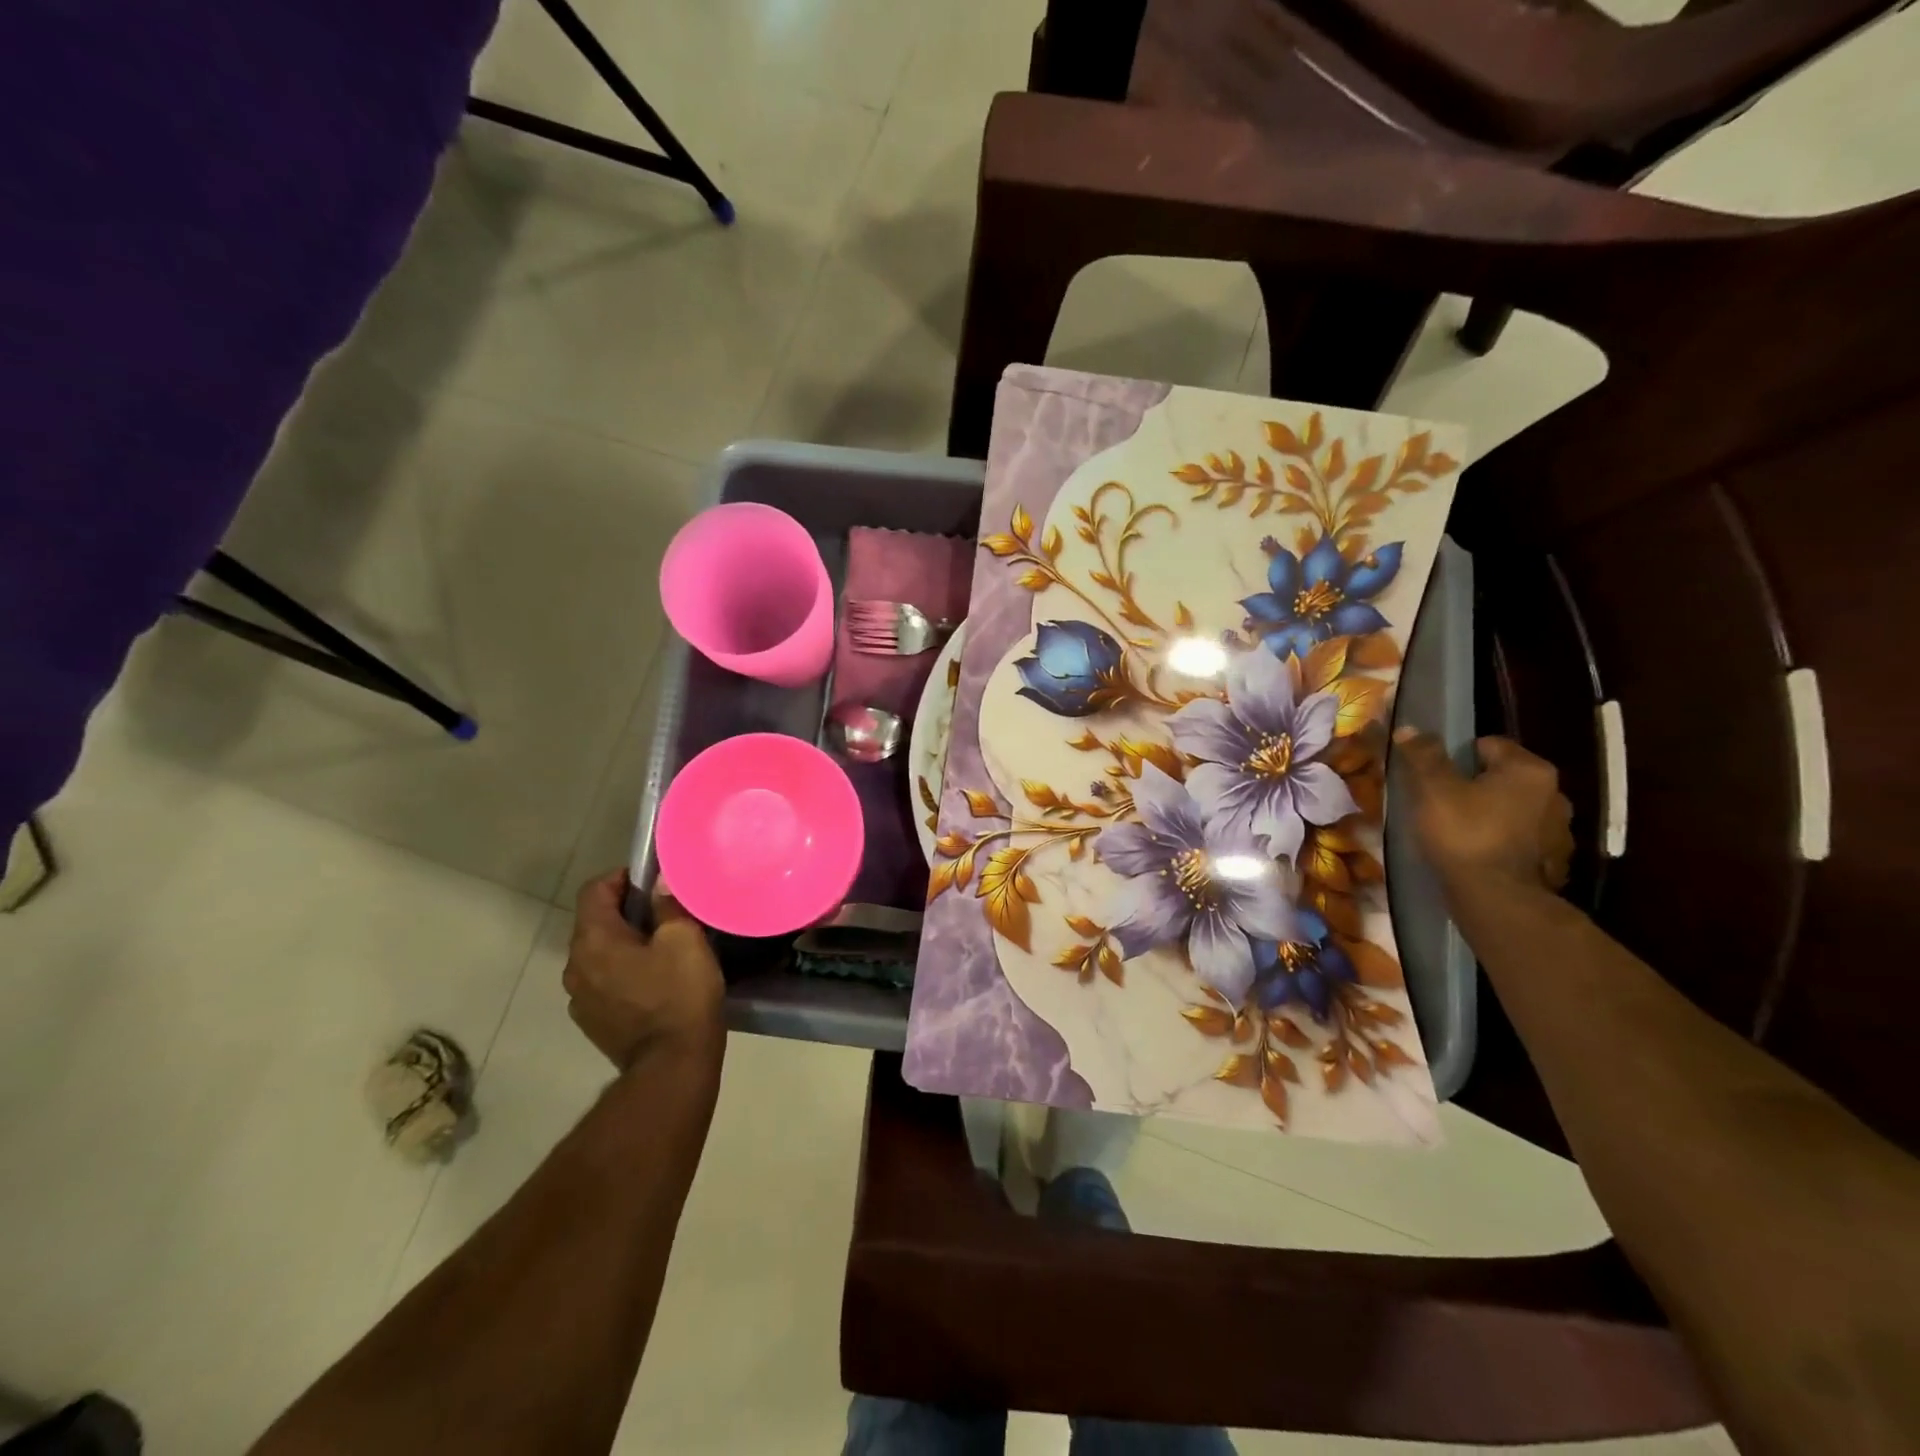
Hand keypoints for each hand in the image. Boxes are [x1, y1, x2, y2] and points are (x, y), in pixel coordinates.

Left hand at [562, 870, 724, 1069]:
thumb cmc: (679, 994)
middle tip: (664, 913)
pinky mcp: (592, 1022)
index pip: (594, 890)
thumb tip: (659, 885)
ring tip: (660, 949)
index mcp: (593, 940)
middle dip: (625, 912)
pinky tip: (653, 982)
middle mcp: (575, 966)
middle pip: (594, 923)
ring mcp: (580, 998)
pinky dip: (622, 973)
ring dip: (623, 945)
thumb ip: (668, 906)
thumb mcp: (684, 940)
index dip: (621, 877)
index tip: (651, 880)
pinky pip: (603, 982)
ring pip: (598, 955)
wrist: (672, 1065)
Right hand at [1393, 728, 1574, 894]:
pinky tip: (1480, 852)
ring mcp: (1559, 829)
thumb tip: (1410, 728)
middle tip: (1443, 803)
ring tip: (1461, 830)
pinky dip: (1503, 839)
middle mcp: (1555, 793)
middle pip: (1504, 777)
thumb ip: (1423, 757)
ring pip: (1514, 808)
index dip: (1457, 757)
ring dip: (1493, 813)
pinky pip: (1522, 838)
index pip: (1488, 744)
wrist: (1497, 898)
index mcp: (1530, 770)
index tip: (1436, 777)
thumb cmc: (1465, 834)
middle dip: (1477, 785)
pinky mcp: (1554, 859)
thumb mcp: (1434, 790)